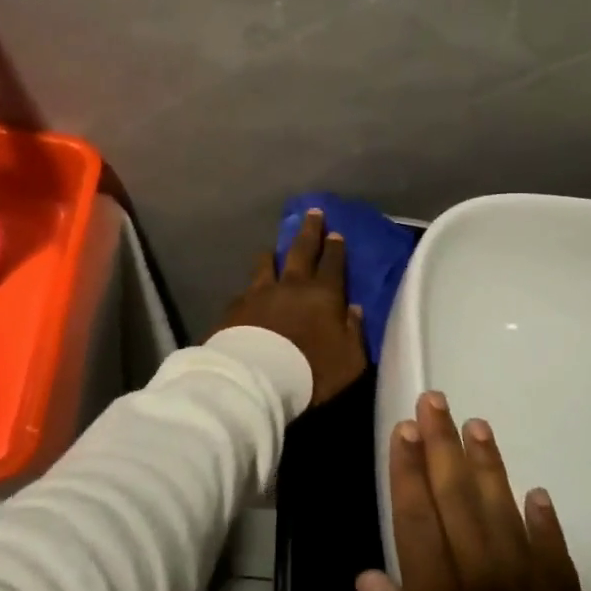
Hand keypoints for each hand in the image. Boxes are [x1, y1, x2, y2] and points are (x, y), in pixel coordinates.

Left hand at [212, 208, 366, 406]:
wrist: (257, 377)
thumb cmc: (312, 370)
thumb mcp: (350, 359)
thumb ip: (354, 332)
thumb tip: (354, 310)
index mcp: (323, 294)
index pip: (333, 264)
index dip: (336, 248)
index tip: (336, 233)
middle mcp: (292, 285)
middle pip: (302, 250)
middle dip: (310, 231)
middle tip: (313, 212)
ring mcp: (260, 292)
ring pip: (267, 263)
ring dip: (272, 253)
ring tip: (271, 248)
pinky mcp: (236, 306)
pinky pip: (245, 290)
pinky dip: (250, 288)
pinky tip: (247, 290)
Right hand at [357, 393, 590, 590]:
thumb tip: (372, 577)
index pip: (417, 520)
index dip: (408, 471)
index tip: (404, 429)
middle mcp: (486, 590)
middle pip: (459, 502)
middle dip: (443, 447)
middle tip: (436, 402)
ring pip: (507, 515)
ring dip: (489, 467)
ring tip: (477, 425)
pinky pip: (556, 558)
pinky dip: (545, 523)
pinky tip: (535, 493)